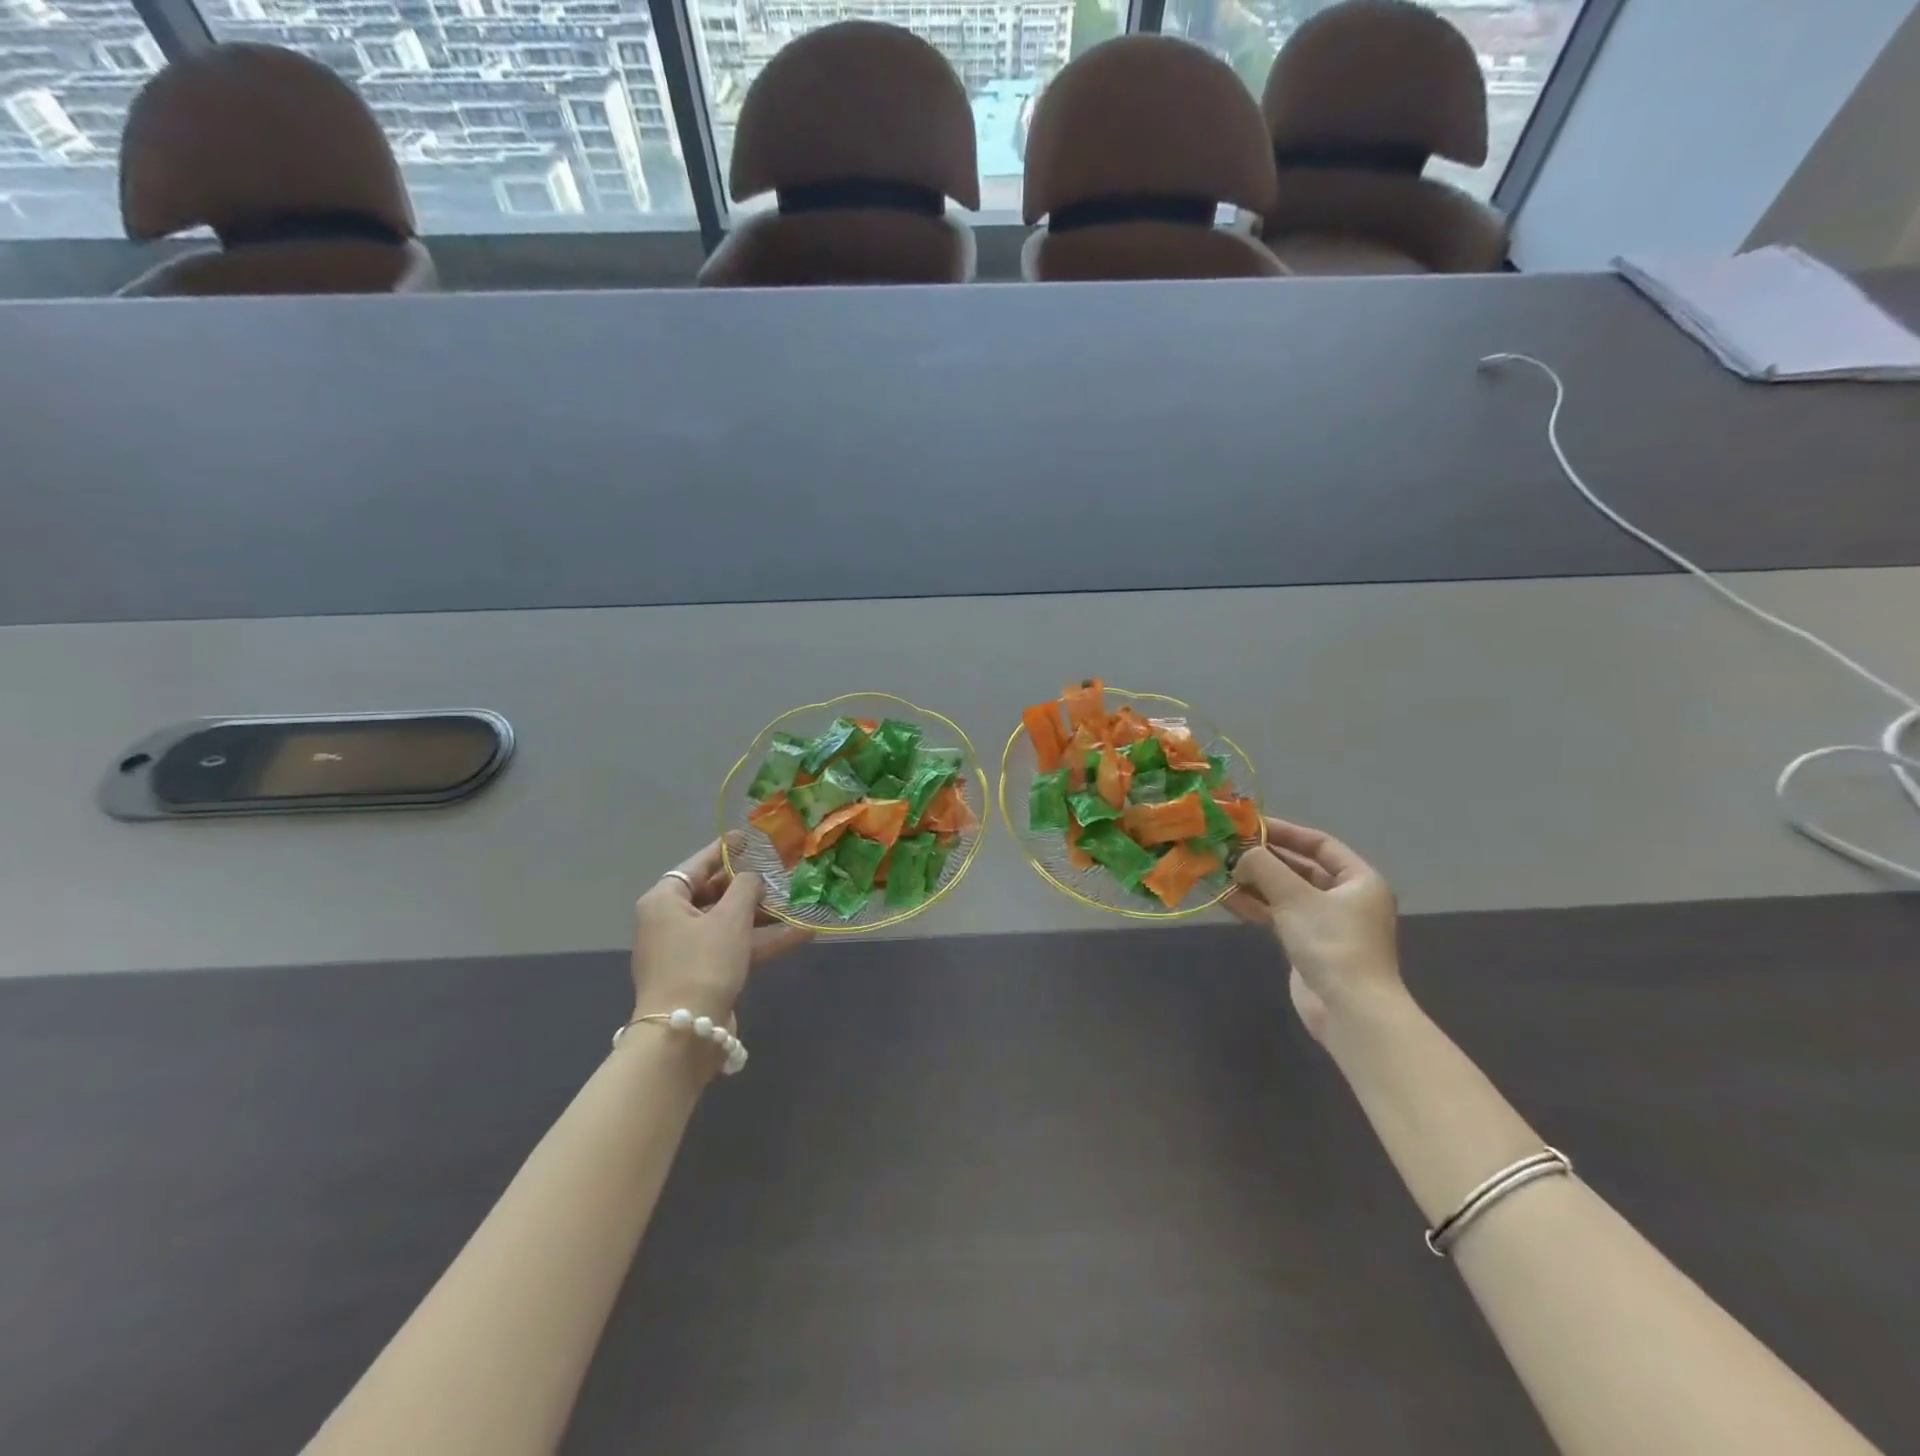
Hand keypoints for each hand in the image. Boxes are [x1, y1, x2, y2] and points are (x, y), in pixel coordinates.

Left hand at [631, 839, 811, 1019]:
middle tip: (780, 873)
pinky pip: (734, 947)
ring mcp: (687, 950)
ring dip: (763, 916)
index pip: (698, 864)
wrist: (684, 1034)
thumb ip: (747, 888)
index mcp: (665, 900)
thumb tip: (753, 879)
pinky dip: (762, 941)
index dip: (725, 850)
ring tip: (800, 905)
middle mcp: (670, 921)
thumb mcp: (730, 918)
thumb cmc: (702, 963)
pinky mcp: (704, 974)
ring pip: (728, 923)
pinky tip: (801, 935)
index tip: (749, 838)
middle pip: (714, 894)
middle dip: (750, 887)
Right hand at [1226, 817, 1405, 1039]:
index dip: (1284, 831)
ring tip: (1220, 871)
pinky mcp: (1308, 945)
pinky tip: (1227, 898)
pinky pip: (1279, 916)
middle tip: (1227, 848)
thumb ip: (1263, 866)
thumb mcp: (1294, 895)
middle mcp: (1346, 898)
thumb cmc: (1331, 942)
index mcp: (1358, 879)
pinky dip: (1256, 906)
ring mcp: (1326, 924)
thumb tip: (1239, 857)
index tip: (1248, 825)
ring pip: (1285, 893)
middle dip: (1263, 859)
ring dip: (1254, 882)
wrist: (1350, 1011)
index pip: (1319, 844)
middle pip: (1300, 868)